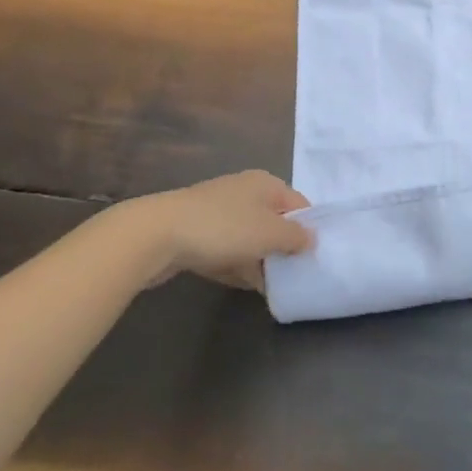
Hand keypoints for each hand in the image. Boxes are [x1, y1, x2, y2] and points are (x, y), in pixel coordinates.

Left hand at [129, 170, 313, 289]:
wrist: (157, 235)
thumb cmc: (223, 228)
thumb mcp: (269, 233)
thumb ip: (296, 237)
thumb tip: (312, 238)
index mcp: (265, 183)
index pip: (298, 204)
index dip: (308, 229)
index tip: (314, 258)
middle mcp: (244, 192)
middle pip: (273, 221)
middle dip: (282, 249)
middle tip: (293, 276)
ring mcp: (218, 211)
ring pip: (249, 238)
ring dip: (259, 260)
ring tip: (270, 287)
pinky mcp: (198, 232)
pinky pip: (227, 249)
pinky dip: (236, 264)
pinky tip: (241, 284)